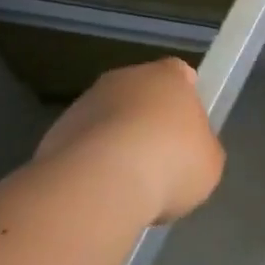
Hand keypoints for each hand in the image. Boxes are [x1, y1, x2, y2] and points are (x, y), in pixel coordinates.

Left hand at [36, 58, 223, 222]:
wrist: (101, 184)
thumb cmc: (171, 162)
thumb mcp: (209, 160)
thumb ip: (200, 147)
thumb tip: (186, 151)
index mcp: (168, 76)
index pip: (181, 73)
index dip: (186, 97)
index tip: (189, 126)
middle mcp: (124, 78)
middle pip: (141, 93)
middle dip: (148, 120)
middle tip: (161, 158)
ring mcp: (85, 103)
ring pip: (108, 118)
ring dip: (117, 141)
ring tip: (128, 183)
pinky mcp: (55, 133)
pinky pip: (83, 145)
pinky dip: (91, 163)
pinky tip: (102, 191)